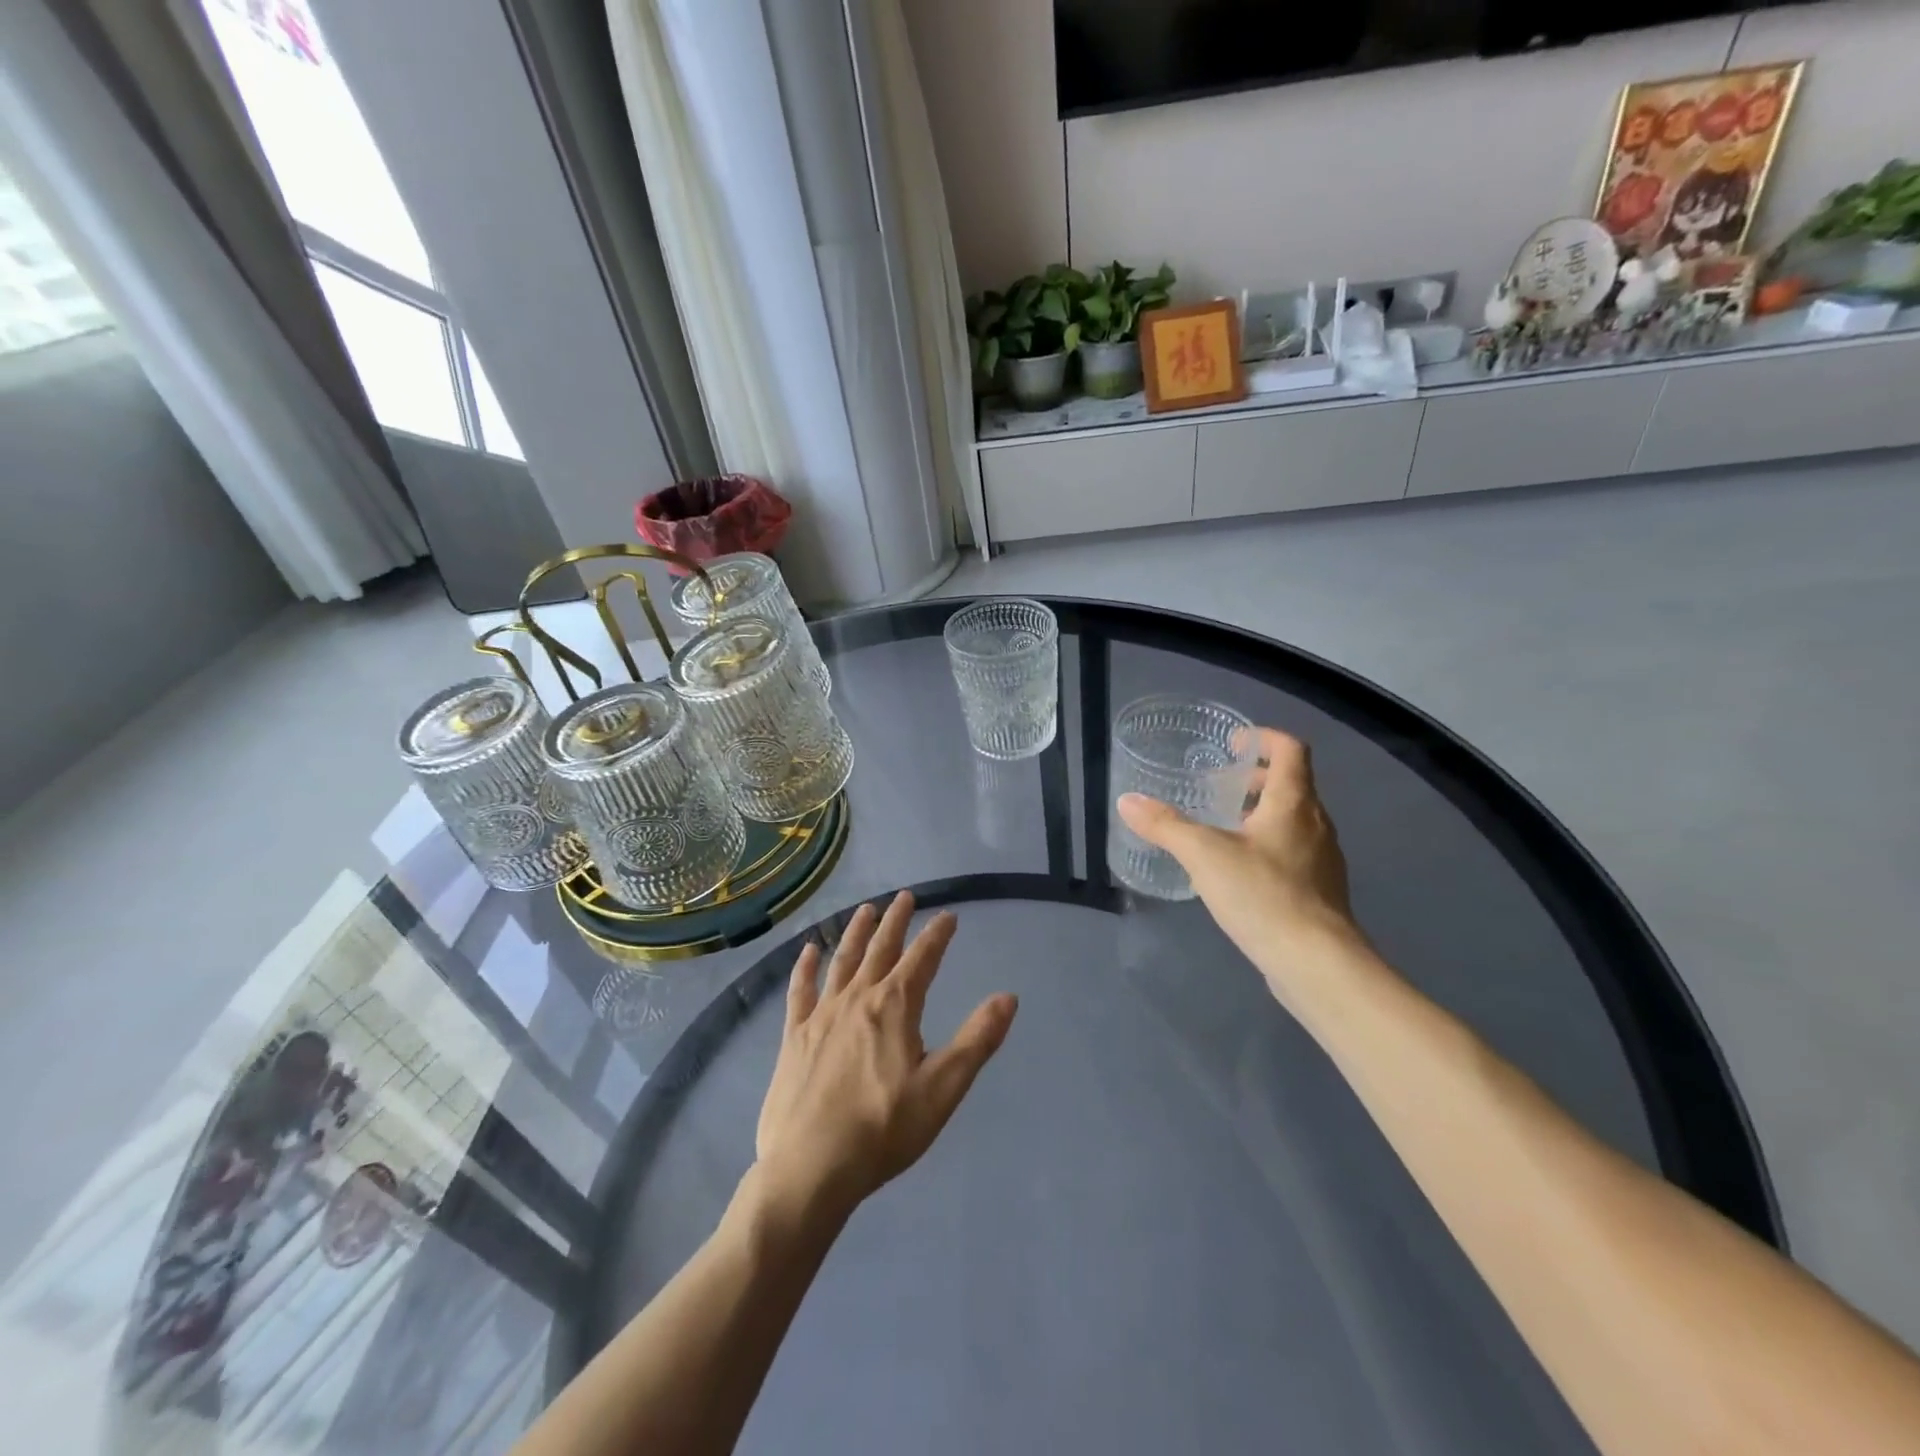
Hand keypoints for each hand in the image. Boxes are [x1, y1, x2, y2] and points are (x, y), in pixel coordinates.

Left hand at [753, 893, 1016, 1221]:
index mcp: (895, 1007)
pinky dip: (805, 967)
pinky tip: (807, 951)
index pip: (922, 959)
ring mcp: (822, 1015)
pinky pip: (800, 991)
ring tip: (866, 910)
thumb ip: (977, 1040)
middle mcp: (857, 999)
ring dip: (856, 932)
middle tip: (905, 897)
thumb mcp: (943, 1089)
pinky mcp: (794, 1036)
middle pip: (880, 949)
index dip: (937, 935)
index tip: (948, 915)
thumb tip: (1008, 997)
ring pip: (841, 961)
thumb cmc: (883, 1130)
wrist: (810, 1168)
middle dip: (896, 921)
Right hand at [1117, 728, 1363, 1003]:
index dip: (1264, 737)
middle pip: (1292, 784)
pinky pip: (1293, 851)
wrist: (1317, 964)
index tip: (1234, 742)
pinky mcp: (1320, 891)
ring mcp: (1323, 859)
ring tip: (1223, 827)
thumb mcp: (1204, 854)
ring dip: (1261, 813)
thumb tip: (1127, 801)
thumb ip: (1165, 825)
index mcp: (1294, 802)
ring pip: (1293, 820)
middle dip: (1256, 778)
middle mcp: (1316, 823)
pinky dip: (1267, 845)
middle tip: (1219, 785)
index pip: (1291, 750)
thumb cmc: (1264, 895)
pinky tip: (1239, 871)